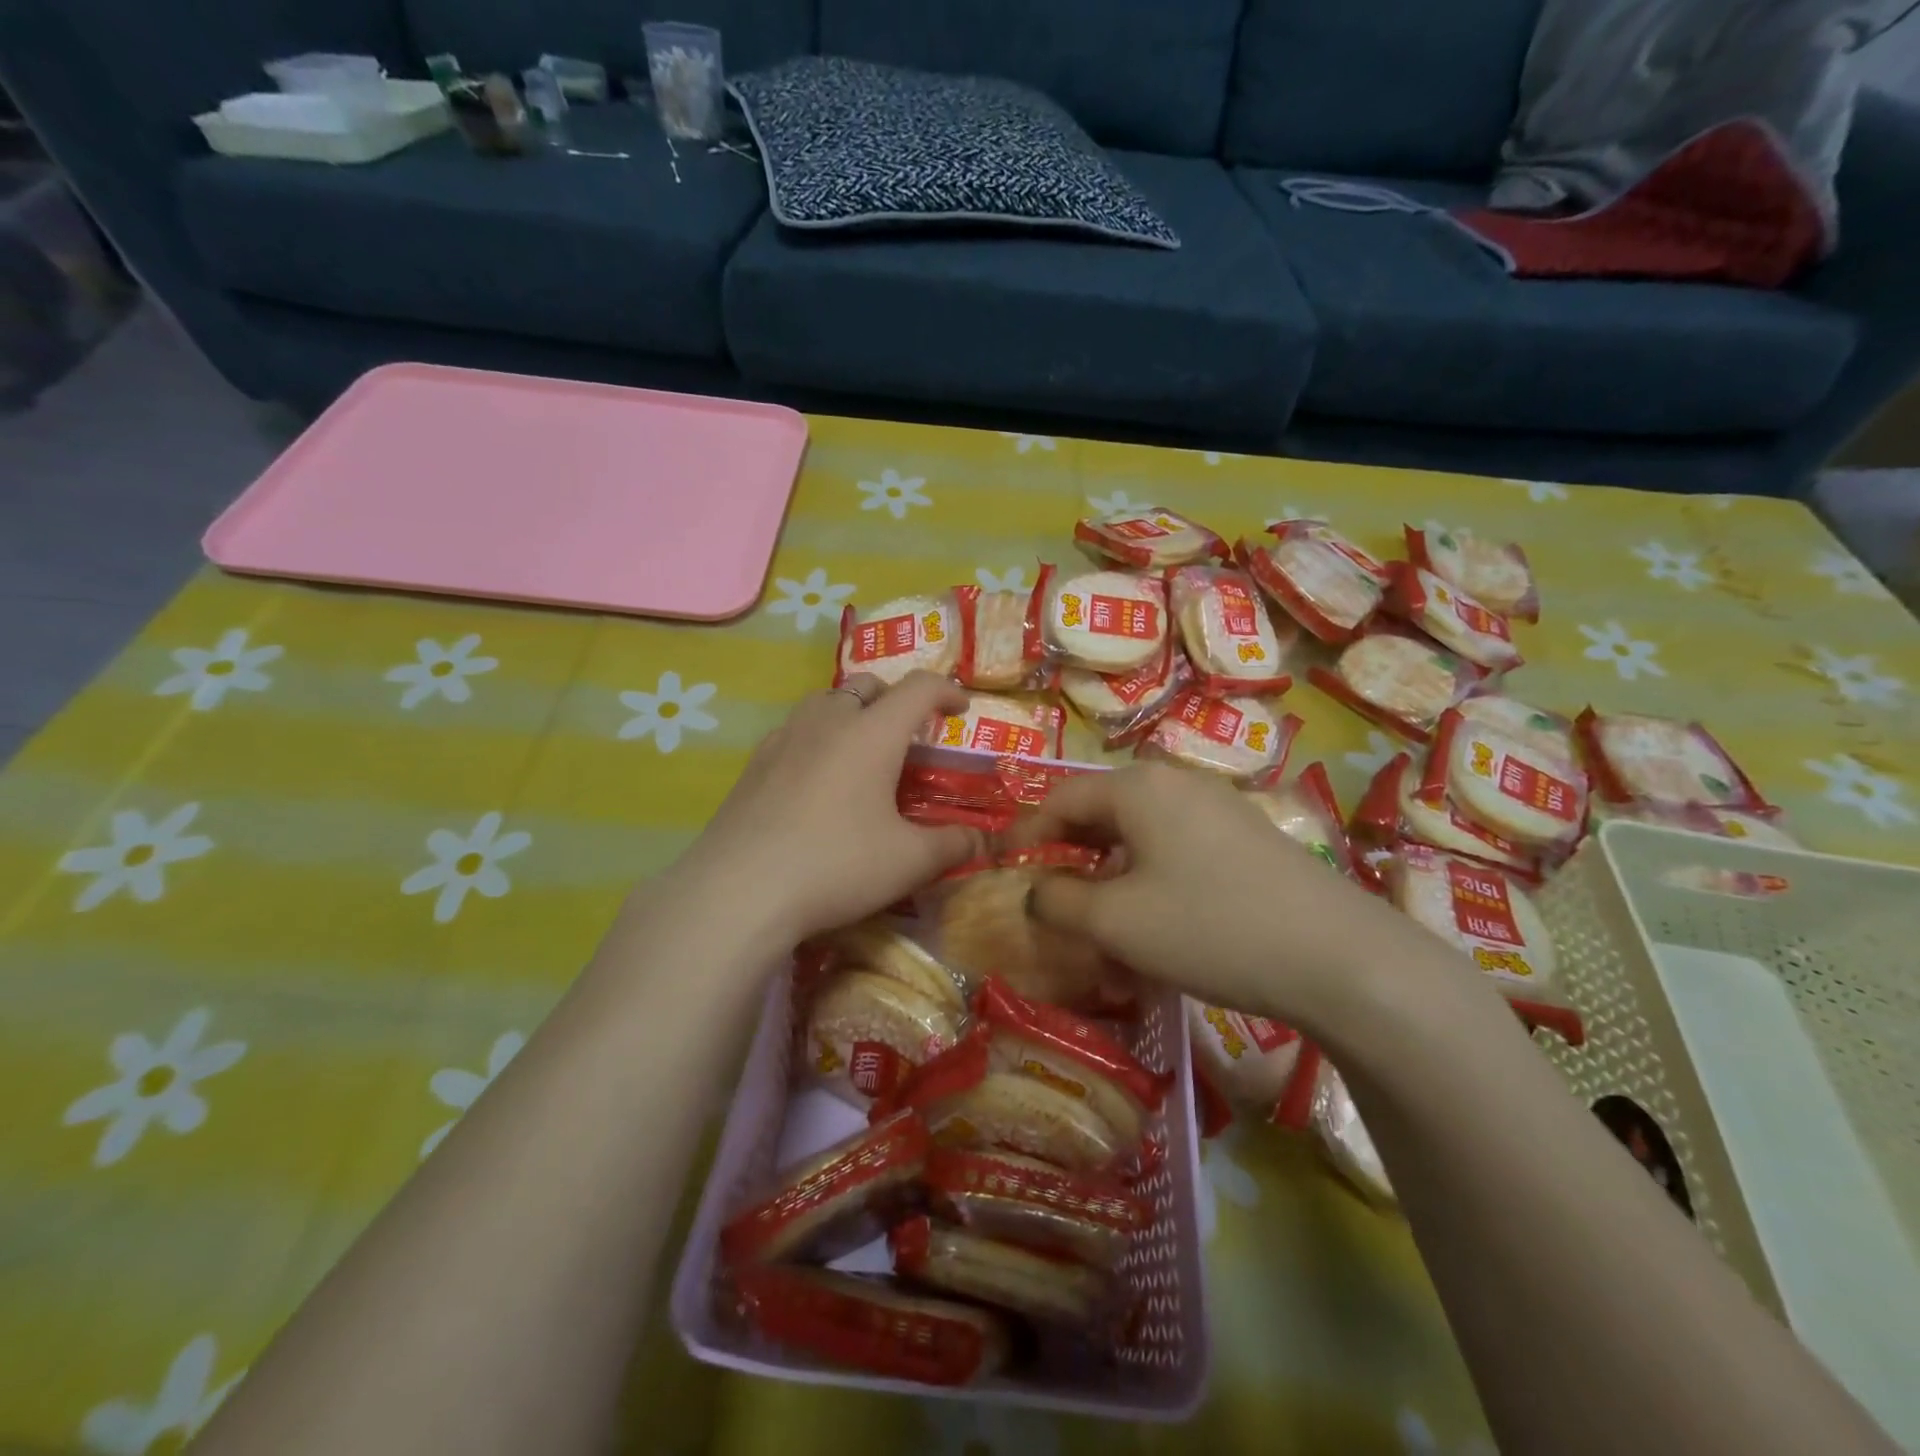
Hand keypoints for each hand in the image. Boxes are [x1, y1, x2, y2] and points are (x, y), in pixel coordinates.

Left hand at [669, 672, 983, 943]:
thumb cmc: (837, 865)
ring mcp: (784, 738)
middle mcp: (828, 721)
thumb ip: (951, 845)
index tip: (960, 709)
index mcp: (872, 733)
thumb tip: (978, 839)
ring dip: (851, 712)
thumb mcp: (909, 862)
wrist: (740, 890)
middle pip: (867, 685)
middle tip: (908, 733)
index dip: (946, 691)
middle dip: (895, 699)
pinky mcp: (754, 763)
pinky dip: (817, 737)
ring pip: (825, 702)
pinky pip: (794, 731)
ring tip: (861, 750)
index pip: (918, 688)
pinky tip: (815, 779)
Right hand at [1012, 763, 1415, 1032]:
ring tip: (1104, 930)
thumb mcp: (1116, 921)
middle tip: (1051, 902)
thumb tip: (1036, 891)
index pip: (1060, 799)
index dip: (1025, 834)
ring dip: (1111, 881)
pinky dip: (1150, 886)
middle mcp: (1175, 784)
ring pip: (1140, 840)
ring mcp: (1217, 809)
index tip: (1002, 868)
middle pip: (1101, 815)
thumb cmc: (1208, 927)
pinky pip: (1177, 854)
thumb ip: (1058, 901)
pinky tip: (1157, 931)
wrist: (1338, 956)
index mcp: (1136, 788)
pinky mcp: (1246, 839)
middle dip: (1070, 860)